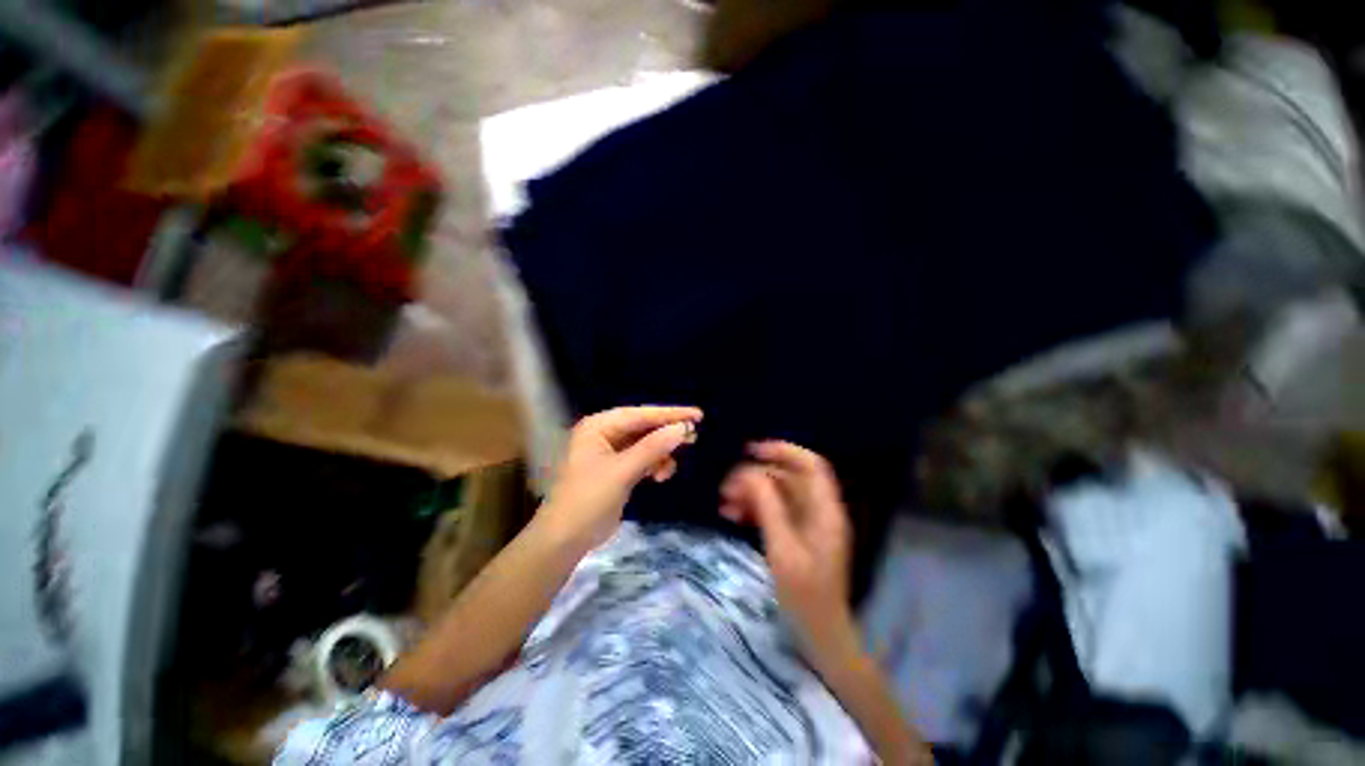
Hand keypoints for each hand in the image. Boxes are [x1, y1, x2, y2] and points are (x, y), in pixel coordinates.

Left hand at [543, 406, 701, 552]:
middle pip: (644, 427)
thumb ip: (652, 448)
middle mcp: (604, 433)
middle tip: (694, 436)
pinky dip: (654, 465)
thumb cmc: (588, 499)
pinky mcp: (616, 469)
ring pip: (645, 444)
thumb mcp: (622, 472)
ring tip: (672, 468)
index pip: (640, 414)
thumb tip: (682, 429)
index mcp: (599, 426)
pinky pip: (641, 458)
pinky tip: (661, 476)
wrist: (565, 540)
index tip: (698, 415)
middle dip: (667, 434)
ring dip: (661, 453)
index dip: (670, 414)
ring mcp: (609, 452)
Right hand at [720, 442, 857, 662]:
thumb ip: (767, 507)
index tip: (750, 451)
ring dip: (750, 492)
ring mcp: (807, 522)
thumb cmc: (806, 597)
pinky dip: (753, 508)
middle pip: (788, 477)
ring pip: (777, 493)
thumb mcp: (783, 550)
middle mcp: (818, 510)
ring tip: (724, 503)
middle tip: (726, 487)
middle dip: (756, 476)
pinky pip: (773, 509)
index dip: (782, 450)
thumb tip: (748, 473)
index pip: (810, 464)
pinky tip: (733, 515)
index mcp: (824, 510)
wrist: (820, 636)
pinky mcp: (795, 534)